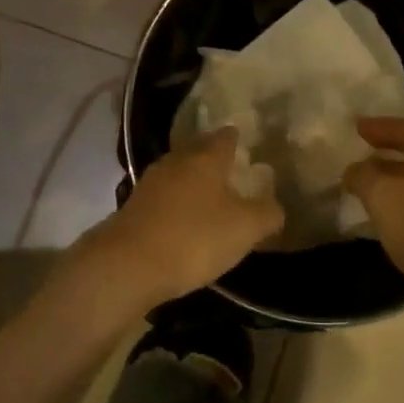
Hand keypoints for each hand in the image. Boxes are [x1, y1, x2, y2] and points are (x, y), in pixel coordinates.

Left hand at [72, 128, 283, 315]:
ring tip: (211, 197)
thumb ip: (267, 213)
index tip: (247, 142)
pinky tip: (185, 220)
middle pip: (198, 151)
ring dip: (193, 181)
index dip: (238, 137)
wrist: (128, 265)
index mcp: (205, 158)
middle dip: (214, 158)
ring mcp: (150, 183)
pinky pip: (163, 197)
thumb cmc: (194, 238)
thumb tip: (275, 207)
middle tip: (233, 170)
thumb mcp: (245, 229)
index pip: (225, 137)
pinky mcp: (134, 207)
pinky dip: (177, 203)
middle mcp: (176, 161)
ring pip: (178, 173)